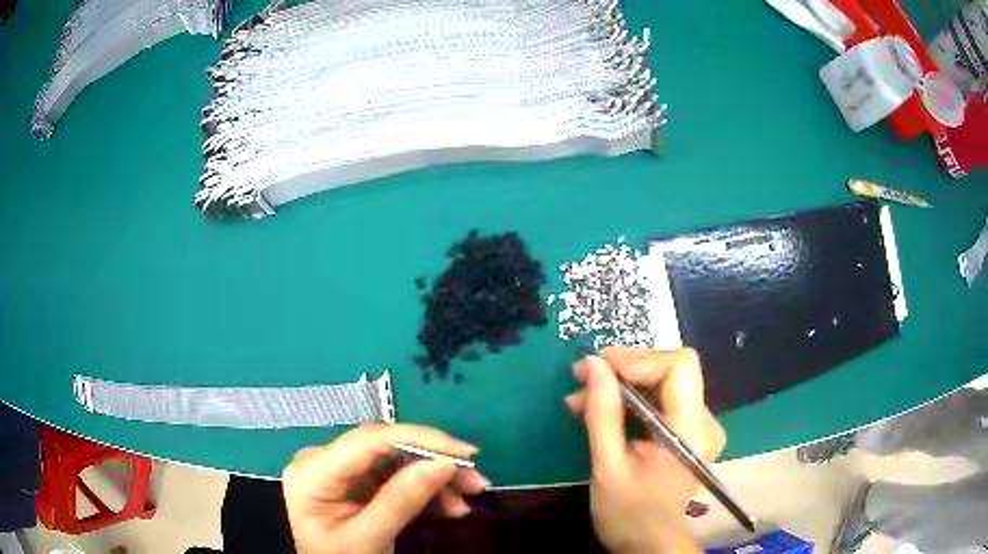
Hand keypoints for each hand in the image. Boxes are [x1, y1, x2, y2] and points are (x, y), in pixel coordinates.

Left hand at [283, 423, 488, 553]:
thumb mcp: (368, 538)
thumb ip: (400, 501)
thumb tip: (444, 464)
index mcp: (314, 469)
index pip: (371, 439)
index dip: (421, 439)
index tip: (465, 455)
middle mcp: (324, 460)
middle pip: (387, 449)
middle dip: (434, 463)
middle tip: (476, 483)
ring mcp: (340, 471)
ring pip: (396, 462)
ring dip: (434, 480)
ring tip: (466, 502)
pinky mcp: (355, 483)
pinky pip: (394, 478)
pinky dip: (422, 492)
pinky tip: (448, 507)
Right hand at [565, 348, 725, 553]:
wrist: (650, 545)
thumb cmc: (629, 515)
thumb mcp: (608, 467)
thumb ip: (603, 414)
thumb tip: (593, 364)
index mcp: (691, 431)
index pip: (679, 367)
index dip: (638, 359)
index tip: (596, 367)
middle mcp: (704, 421)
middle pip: (671, 370)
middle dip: (624, 370)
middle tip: (581, 380)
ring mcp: (698, 425)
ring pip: (664, 381)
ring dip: (623, 384)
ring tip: (583, 398)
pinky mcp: (688, 431)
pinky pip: (662, 399)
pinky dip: (631, 398)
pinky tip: (603, 408)